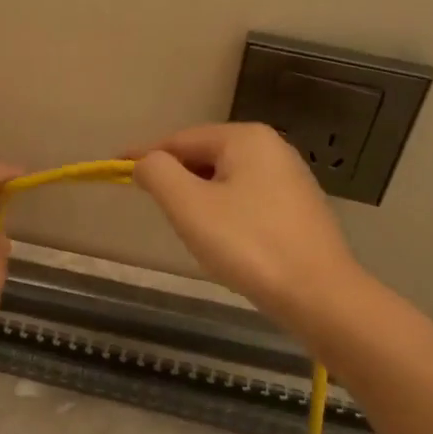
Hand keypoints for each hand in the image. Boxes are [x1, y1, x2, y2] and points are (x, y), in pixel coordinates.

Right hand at [132, 124, 361, 326]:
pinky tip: (223, 241)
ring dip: (198, 199)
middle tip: (154, 208)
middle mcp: (272, 148)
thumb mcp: (189, 206)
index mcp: (245, 138)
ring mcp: (290, 178)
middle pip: (204, 157)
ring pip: (224, 180)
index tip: (113, 170)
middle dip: (175, 180)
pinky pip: (246, 200)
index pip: (179, 140)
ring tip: (187, 229)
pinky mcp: (298, 209)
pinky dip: (223, 213)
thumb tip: (145, 163)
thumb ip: (158, 174)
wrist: (319, 295)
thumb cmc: (248, 245)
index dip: (144, 156)